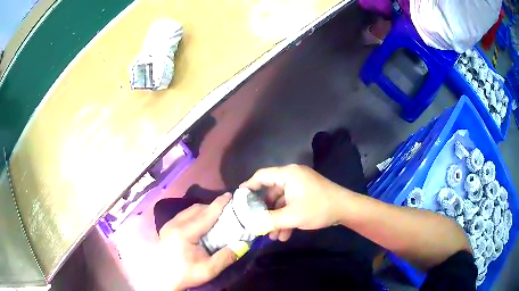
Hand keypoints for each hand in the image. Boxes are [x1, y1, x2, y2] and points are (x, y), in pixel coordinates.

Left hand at [156, 193, 245, 290]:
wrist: (163, 279)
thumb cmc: (185, 274)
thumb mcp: (208, 270)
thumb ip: (226, 257)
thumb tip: (243, 244)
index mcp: (185, 233)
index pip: (206, 214)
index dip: (219, 204)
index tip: (230, 195)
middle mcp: (175, 224)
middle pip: (196, 209)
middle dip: (212, 207)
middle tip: (226, 211)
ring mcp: (168, 225)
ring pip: (189, 211)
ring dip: (203, 210)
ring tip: (215, 217)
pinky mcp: (166, 228)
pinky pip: (183, 215)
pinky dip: (195, 215)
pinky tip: (200, 224)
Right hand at [241, 164, 351, 240]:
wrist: (346, 209)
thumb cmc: (319, 208)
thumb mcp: (292, 216)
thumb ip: (269, 220)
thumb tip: (251, 225)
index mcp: (288, 174)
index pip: (261, 176)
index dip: (249, 187)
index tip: (239, 199)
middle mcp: (292, 177)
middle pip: (270, 192)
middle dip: (264, 211)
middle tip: (255, 222)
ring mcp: (300, 186)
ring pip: (281, 202)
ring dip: (276, 218)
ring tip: (272, 236)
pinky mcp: (306, 194)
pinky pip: (290, 204)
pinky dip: (286, 217)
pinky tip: (285, 234)